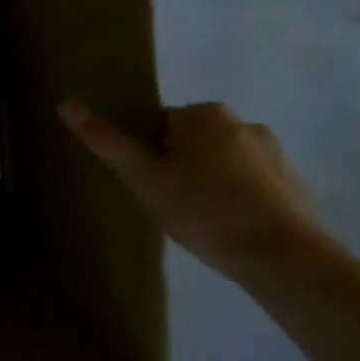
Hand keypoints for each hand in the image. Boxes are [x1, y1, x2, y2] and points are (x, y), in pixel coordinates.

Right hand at [58, 100, 331, 280]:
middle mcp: (243, 123)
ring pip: (220, 163)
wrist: (283, 256)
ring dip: (205, 183)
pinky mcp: (294, 185)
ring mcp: (274, 154)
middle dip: (175, 166)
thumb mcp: (142, 176)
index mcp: (204, 113)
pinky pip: (248, 185)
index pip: (157, 123)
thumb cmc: (201, 208)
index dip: (145, 153)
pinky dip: (233, 200)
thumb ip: (105, 141)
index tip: (144, 182)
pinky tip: (225, 229)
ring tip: (195, 220)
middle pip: (190, 141)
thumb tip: (65, 104)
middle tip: (164, 203)